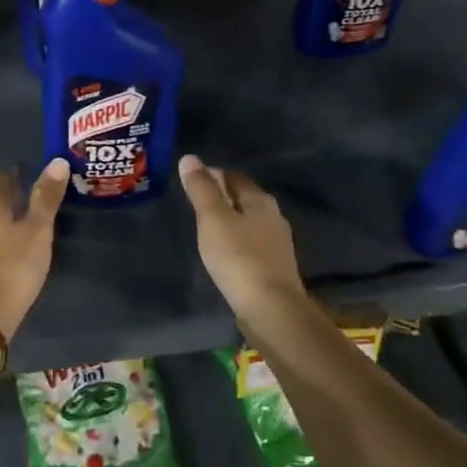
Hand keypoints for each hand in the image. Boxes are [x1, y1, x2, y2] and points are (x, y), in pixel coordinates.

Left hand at [0, 160, 70, 336]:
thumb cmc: (14, 267)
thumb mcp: (38, 231)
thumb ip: (46, 197)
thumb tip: (57, 161)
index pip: (2, 180)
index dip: (16, 174)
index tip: (29, 170)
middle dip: (12, 198)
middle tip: (35, 197)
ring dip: (5, 221)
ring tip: (27, 223)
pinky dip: (0, 240)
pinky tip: (12, 249)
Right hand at [178, 154, 310, 322]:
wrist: (271, 308)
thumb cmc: (238, 258)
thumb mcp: (213, 219)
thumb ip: (202, 189)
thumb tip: (190, 158)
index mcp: (260, 200)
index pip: (233, 176)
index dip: (213, 174)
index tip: (192, 179)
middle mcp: (273, 216)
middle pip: (244, 197)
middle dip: (222, 196)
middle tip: (196, 202)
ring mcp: (277, 243)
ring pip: (249, 221)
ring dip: (230, 220)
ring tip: (206, 226)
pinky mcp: (274, 267)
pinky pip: (251, 243)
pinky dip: (236, 241)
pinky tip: (225, 251)